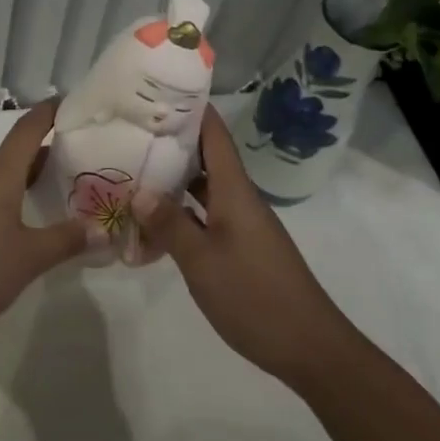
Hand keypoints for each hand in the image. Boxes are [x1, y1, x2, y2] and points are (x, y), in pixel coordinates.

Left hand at [0, 100, 101, 347]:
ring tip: (30, 208)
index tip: (64, 104)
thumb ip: (66, 240)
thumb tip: (102, 230)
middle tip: (63, 175)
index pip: (27, 129)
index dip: (48, 113)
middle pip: (8, 157)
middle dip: (35, 162)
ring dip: (9, 186)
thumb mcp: (29, 260)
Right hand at [131, 105, 352, 387]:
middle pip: (204, 156)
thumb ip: (170, 224)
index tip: (156, 91)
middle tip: (128, 131)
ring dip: (171, 179)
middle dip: (169, 142)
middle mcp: (238, 198)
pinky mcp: (240, 248)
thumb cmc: (256, 296)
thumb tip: (138, 191)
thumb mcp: (203, 261)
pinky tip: (152, 224)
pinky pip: (205, 216)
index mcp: (234, 190)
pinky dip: (180, 214)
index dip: (190, 107)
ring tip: (131, 170)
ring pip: (202, 188)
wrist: (312, 350)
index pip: (213, 133)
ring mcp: (240, 224)